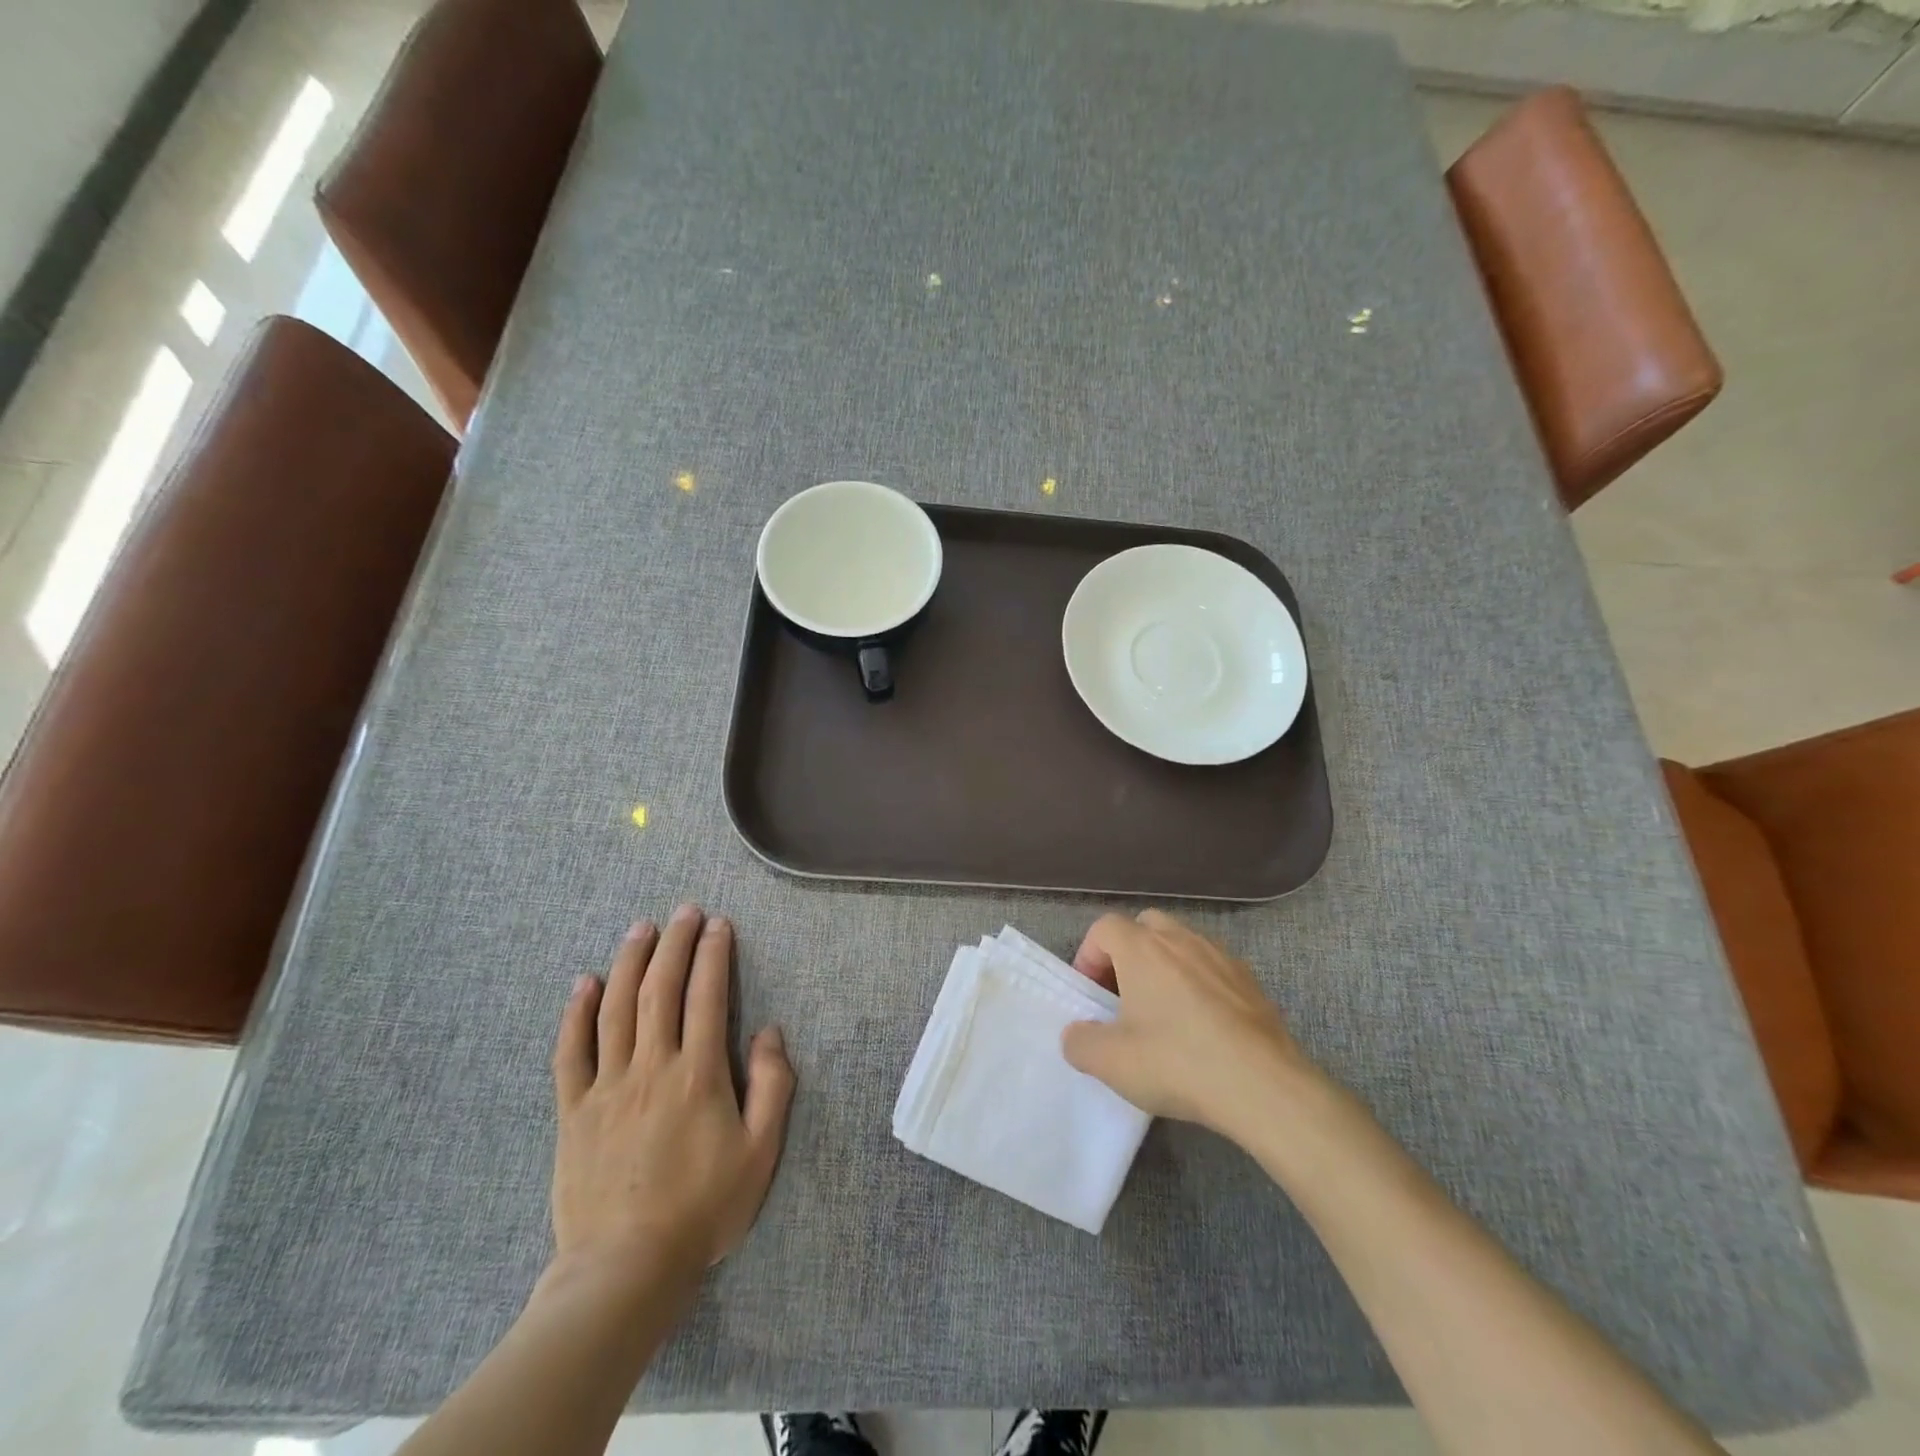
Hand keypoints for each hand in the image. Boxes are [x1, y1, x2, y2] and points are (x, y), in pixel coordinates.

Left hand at [549, 905, 794, 1290]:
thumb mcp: (760, 1153)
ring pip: (616, 1008)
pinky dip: (576, 1014)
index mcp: (698, 1075)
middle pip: (660, 989)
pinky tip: (584, 983)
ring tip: (640, 928)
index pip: (706, 996)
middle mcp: (651, 1067)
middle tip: (683, 911)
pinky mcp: (573, 1111)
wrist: (624, 1270)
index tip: (718, 924)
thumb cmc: (702, 1210)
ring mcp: (607, 1087)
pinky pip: (571, 1053)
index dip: (713, 954)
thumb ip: (772, 1087)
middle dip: (674, 944)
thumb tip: (770, 1032)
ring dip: (630, 962)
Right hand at [1063, 909, 1318, 1137]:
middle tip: (1125, 996)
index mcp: (1142, 948)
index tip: (1092, 996)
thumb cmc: (1178, 1063)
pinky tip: (1204, 1027)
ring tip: (1165, 1013)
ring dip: (1166, 967)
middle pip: (1145, 926)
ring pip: (1182, 944)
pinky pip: (1213, 968)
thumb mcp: (1111, 1063)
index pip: (1104, 927)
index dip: (1089, 956)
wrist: (1265, 1087)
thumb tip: (1077, 1034)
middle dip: (1128, 954)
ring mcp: (1221, 957)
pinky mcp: (1251, 982)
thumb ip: (1080, 1042)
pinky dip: (1200, 985)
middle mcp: (1181, 940)